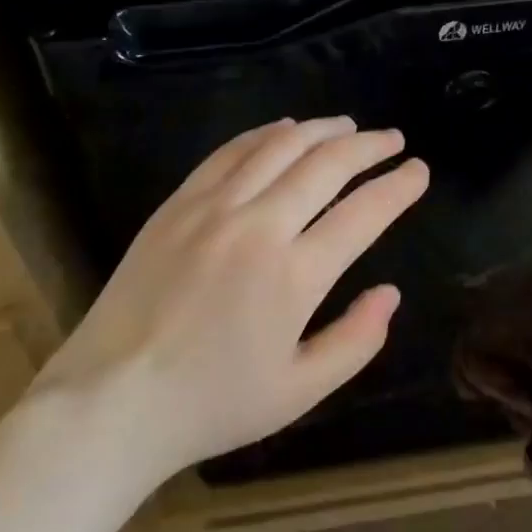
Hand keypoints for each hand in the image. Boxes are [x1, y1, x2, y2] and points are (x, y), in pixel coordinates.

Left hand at [34, 117, 428, 485]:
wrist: (112, 399)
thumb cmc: (212, 404)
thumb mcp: (299, 392)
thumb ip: (356, 341)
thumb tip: (391, 293)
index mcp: (295, 275)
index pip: (364, 213)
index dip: (399, 187)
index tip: (419, 170)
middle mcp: (259, 226)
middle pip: (327, 164)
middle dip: (369, 146)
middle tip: (392, 139)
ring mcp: (214, 208)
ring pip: (279, 146)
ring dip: (321, 130)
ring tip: (347, 127)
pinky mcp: (178, 203)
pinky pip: (230, 152)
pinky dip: (264, 134)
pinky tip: (284, 130)